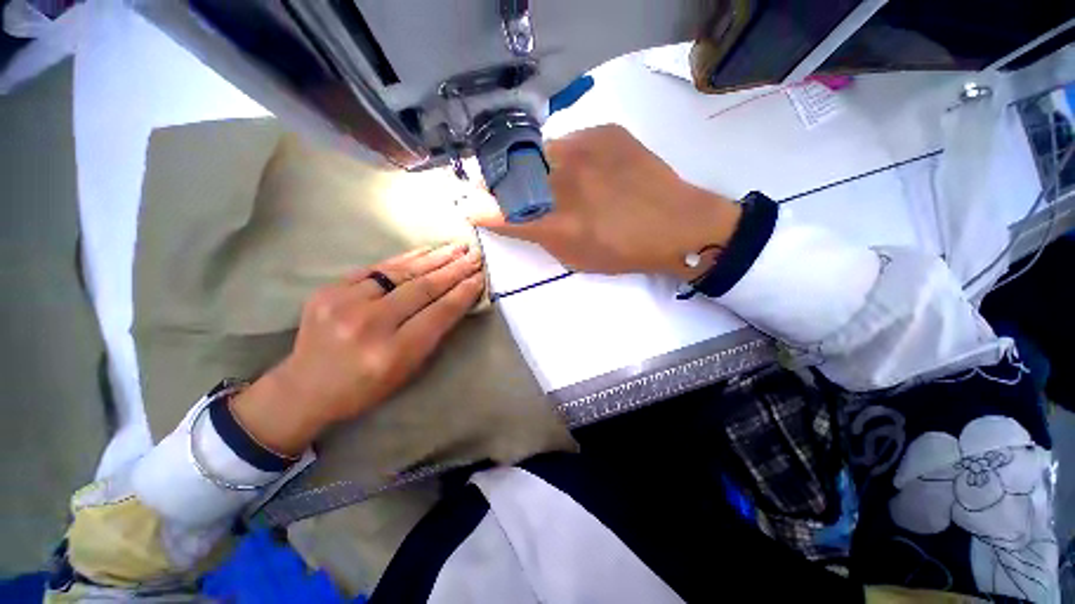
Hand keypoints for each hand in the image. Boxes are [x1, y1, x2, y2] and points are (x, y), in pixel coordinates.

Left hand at [230, 243, 485, 455]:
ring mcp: (343, 303)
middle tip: (475, 256)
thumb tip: (457, 298)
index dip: (463, 293)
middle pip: (422, 288)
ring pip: (401, 272)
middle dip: (454, 270)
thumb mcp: (408, 369)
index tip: (481, 277)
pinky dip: (406, 258)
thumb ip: (433, 333)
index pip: (438, 313)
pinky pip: (376, 268)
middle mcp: (368, 325)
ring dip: (435, 258)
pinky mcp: (328, 289)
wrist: (305, 388)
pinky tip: (426, 251)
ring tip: (457, 248)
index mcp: (392, 353)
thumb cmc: (367, 387)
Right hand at [470, 124, 741, 280]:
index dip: (482, 208)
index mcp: (556, 222)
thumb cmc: (622, 252)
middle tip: (508, 188)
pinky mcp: (605, 131)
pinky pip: (571, 140)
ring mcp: (585, 150)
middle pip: (514, 173)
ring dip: (538, 166)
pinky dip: (569, 156)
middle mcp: (564, 181)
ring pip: (541, 152)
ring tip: (558, 180)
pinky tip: (589, 169)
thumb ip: (539, 236)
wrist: (676, 225)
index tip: (470, 204)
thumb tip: (511, 218)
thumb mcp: (574, 258)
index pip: (502, 212)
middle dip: (504, 182)